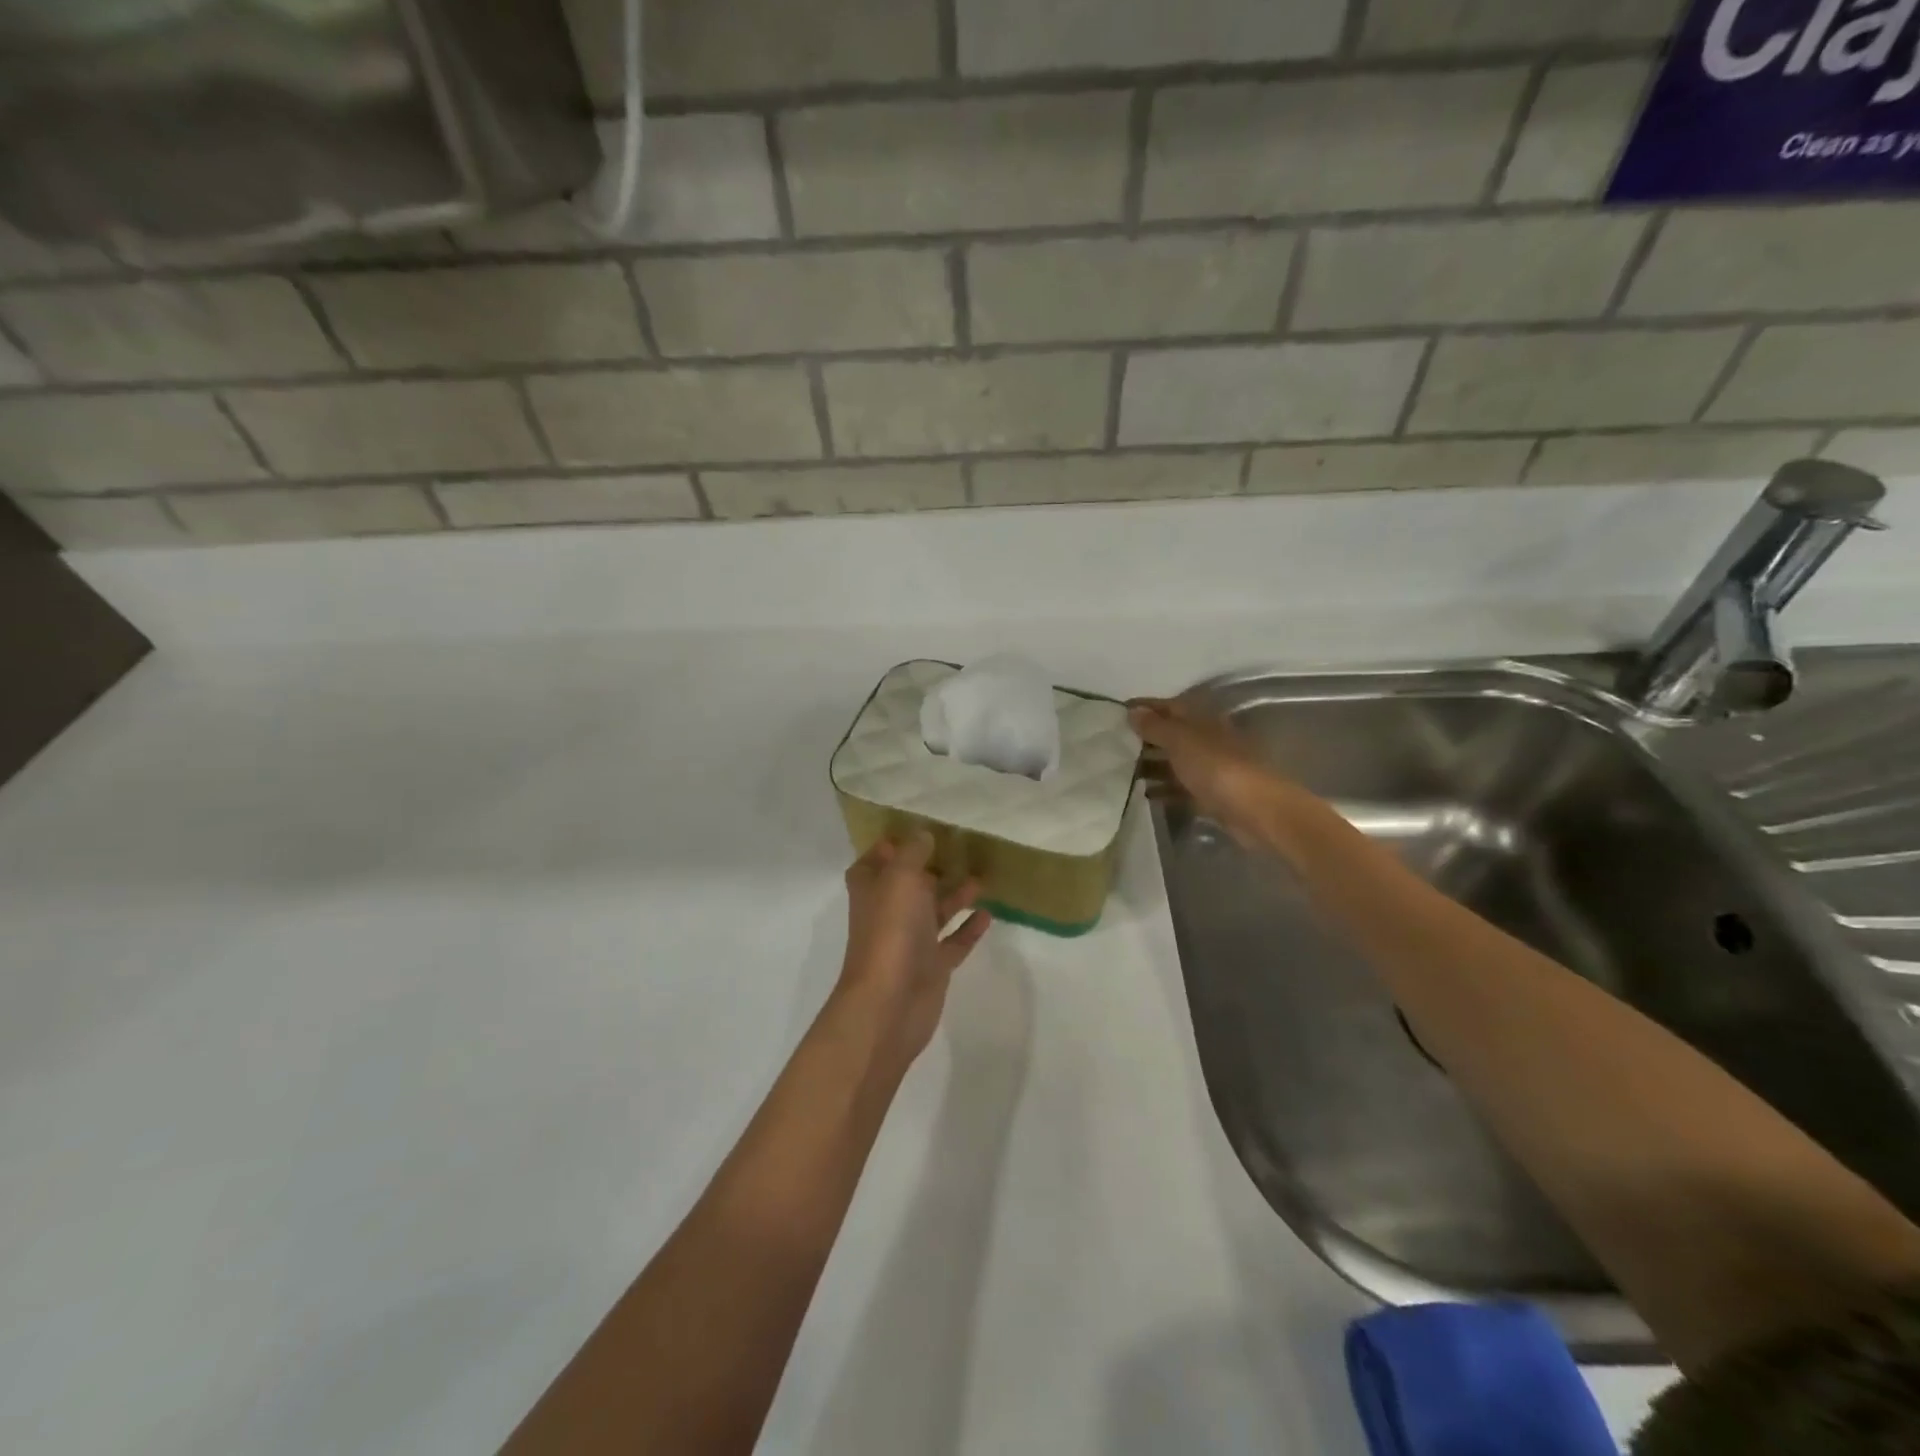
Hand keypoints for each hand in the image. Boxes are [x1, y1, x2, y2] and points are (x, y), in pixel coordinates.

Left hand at [837, 832, 991, 1071]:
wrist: (889, 1002)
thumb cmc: (891, 930)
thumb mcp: (901, 877)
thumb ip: (914, 852)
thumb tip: (923, 834)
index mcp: (872, 888)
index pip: (876, 860)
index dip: (892, 845)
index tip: (919, 828)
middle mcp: (889, 911)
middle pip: (909, 884)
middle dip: (931, 867)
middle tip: (962, 848)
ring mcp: (911, 941)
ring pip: (934, 911)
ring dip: (956, 895)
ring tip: (982, 876)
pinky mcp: (932, 966)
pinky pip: (953, 942)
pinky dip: (969, 928)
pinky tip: (988, 914)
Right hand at [1131, 696, 1304, 849]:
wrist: (1254, 809)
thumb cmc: (1215, 766)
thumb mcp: (1180, 739)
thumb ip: (1155, 726)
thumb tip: (1133, 711)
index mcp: (1201, 719)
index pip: (1167, 706)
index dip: (1143, 708)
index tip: (1114, 713)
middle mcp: (1204, 739)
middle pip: (1170, 734)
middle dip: (1142, 739)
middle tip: (1110, 745)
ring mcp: (1208, 768)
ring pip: (1173, 762)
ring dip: (1149, 765)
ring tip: (1118, 771)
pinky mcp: (1208, 795)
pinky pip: (1179, 788)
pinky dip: (1161, 789)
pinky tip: (1141, 793)